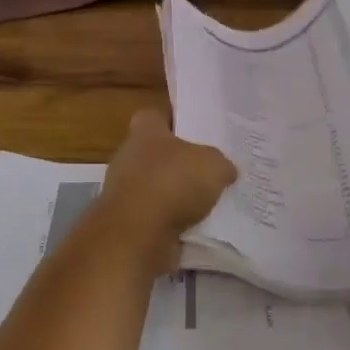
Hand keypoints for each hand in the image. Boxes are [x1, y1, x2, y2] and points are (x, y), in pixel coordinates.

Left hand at [96, 110, 236, 272]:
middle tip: (210, 170)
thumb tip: (225, 170)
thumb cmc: (172, 183)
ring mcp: (124, 191)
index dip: (174, 121)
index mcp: (144, 132)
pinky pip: (156, 216)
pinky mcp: (127, 221)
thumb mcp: (213, 165)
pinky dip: (172, 221)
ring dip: (177, 196)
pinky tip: (196, 227)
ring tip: (208, 203)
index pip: (155, 116)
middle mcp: (129, 157)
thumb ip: (220, 164)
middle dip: (180, 163)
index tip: (195, 131)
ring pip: (157, 187)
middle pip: (157, 153)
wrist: (137, 234)